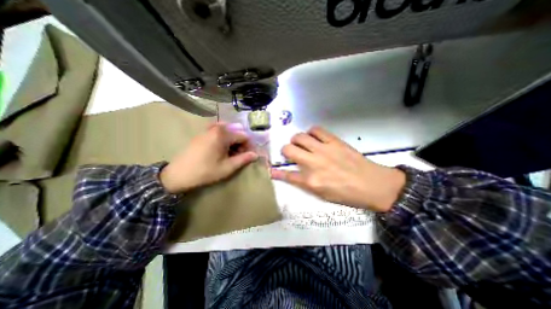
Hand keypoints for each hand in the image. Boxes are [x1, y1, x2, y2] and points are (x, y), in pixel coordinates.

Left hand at [161, 121, 259, 193]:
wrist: (178, 174)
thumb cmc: (205, 171)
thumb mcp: (227, 167)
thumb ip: (243, 159)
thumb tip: (256, 155)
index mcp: (223, 135)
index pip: (244, 136)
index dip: (249, 146)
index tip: (248, 156)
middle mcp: (216, 128)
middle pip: (236, 132)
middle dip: (241, 144)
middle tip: (239, 156)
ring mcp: (208, 129)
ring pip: (228, 132)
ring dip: (233, 141)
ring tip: (231, 153)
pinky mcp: (202, 133)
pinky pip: (218, 132)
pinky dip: (224, 138)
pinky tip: (222, 148)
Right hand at [270, 126, 402, 211]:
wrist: (373, 184)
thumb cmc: (347, 194)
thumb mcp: (322, 194)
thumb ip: (305, 183)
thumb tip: (292, 176)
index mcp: (311, 181)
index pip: (287, 174)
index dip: (277, 172)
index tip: (271, 169)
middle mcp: (313, 163)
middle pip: (288, 150)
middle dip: (285, 150)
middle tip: (291, 152)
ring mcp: (323, 150)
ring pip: (299, 137)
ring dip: (296, 140)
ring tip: (301, 143)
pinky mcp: (333, 141)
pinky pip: (316, 130)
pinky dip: (311, 132)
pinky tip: (314, 137)